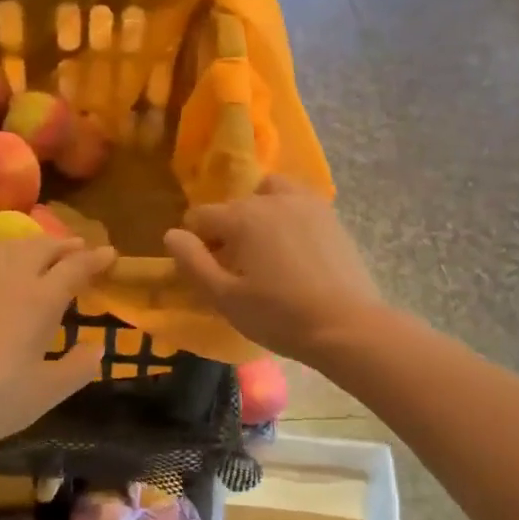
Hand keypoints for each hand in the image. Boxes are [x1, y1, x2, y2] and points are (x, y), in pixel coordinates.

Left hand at [0, 234, 116, 455]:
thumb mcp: (46, 392)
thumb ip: (77, 368)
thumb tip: (97, 348)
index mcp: (41, 302)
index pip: (75, 269)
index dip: (95, 259)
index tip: (110, 253)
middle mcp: (9, 281)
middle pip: (41, 249)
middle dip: (63, 244)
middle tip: (78, 246)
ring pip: (4, 250)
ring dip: (26, 243)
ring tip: (38, 246)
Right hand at [164, 175, 383, 363]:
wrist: (346, 326)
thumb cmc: (278, 316)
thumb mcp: (224, 298)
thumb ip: (192, 263)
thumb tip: (172, 235)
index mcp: (242, 217)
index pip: (201, 216)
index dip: (196, 242)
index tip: (208, 270)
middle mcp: (272, 200)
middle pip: (235, 205)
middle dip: (227, 230)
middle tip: (236, 268)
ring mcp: (306, 204)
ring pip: (269, 192)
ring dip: (259, 210)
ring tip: (265, 245)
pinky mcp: (331, 217)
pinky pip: (299, 202)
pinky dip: (287, 214)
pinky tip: (294, 247)